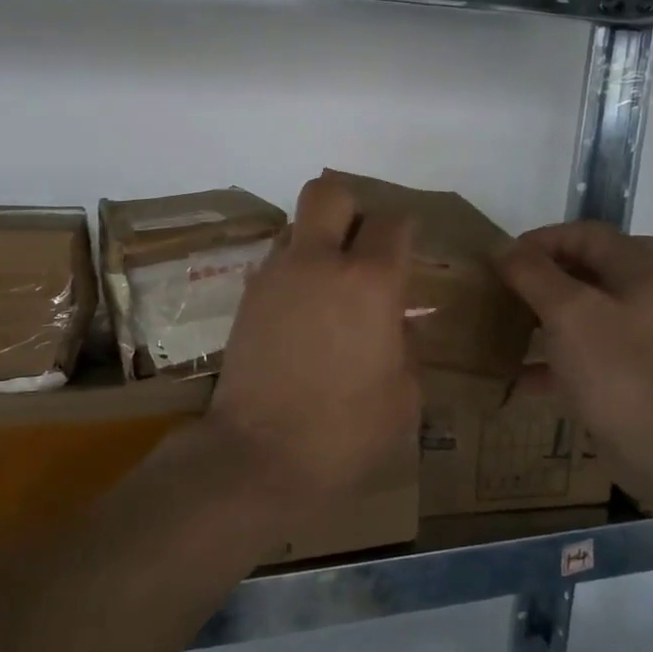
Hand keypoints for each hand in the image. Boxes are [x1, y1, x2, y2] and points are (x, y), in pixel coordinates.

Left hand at [210, 177, 419, 504]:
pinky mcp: (246, 298)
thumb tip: (397, 326)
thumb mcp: (404, 396)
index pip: (392, 222)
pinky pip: (275, 263)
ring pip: (296, 227)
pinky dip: (293, 273)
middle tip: (361, 250)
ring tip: (328, 288)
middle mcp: (319, 263)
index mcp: (369, 282)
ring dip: (316, 243)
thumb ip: (406, 346)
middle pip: (329, 193)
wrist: (258, 457)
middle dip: (350, 209)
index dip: (403, 233)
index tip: (406, 255)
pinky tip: (302, 315)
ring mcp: (274, 276)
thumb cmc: (345, 433)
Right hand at [495, 222, 652, 455]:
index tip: (503, 259)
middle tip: (499, 292)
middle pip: (584, 274)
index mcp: (640, 273)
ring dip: (540, 319)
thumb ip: (533, 274)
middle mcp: (644, 300)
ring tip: (502, 327)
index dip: (542, 239)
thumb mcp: (568, 312)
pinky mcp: (627, 379)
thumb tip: (503, 248)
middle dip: (538, 280)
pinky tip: (517, 376)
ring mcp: (638, 342)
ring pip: (581, 317)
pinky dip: (551, 362)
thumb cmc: (618, 369)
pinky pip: (582, 358)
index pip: (586, 235)